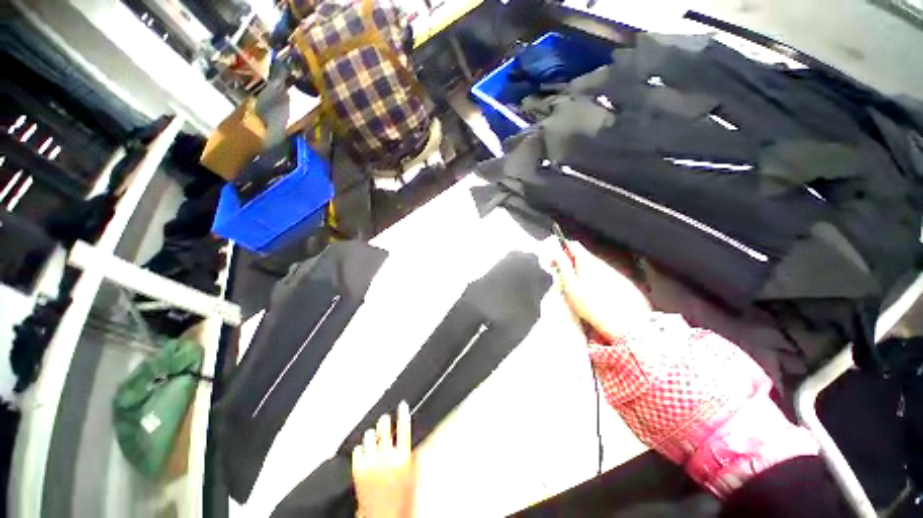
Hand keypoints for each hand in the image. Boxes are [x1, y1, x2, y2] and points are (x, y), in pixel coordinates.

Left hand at [352, 401, 414, 517]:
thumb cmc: (399, 502)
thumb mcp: (413, 478)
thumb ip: (414, 457)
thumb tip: (414, 444)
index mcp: (402, 458)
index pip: (404, 428)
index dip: (403, 413)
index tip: (402, 405)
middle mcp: (386, 457)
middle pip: (385, 428)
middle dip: (385, 421)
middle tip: (385, 419)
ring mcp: (370, 463)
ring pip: (369, 436)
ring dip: (372, 435)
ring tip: (374, 438)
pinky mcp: (357, 470)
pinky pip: (357, 450)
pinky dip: (361, 449)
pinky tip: (364, 451)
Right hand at [552, 240, 651, 342]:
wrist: (627, 325)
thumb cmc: (592, 305)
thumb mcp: (571, 285)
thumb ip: (563, 266)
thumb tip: (555, 251)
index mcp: (587, 261)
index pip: (573, 245)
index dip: (561, 248)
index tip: (553, 258)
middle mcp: (602, 263)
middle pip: (583, 256)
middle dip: (571, 262)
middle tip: (562, 275)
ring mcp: (615, 273)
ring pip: (594, 267)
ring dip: (583, 271)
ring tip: (577, 288)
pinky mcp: (624, 285)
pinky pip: (605, 277)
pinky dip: (595, 280)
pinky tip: (594, 295)